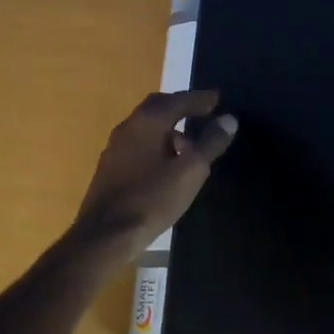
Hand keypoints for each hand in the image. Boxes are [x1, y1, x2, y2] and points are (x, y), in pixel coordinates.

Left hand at [73, 90, 237, 255]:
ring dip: (169, 127)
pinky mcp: (109, 166)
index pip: (178, 100)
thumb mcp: (190, 172)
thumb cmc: (152, 199)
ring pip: (146, 126)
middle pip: (158, 107)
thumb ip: (210, 143)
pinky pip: (138, 142)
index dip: (200, 99)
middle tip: (203, 112)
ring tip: (189, 142)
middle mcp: (129, 126)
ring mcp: (115, 146)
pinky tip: (166, 163)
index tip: (218, 98)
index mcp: (148, 121)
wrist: (105, 235)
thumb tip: (229, 119)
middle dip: (182, 107)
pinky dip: (156, 142)